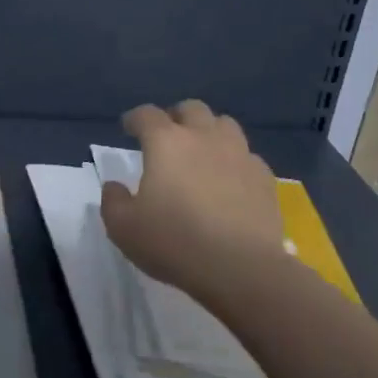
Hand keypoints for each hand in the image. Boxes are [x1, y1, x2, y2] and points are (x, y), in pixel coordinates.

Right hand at [99, 100, 286, 299]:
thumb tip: (114, 186)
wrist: (241, 268)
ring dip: (209, 131)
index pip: (146, 115)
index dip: (135, 118)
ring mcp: (239, 154)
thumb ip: (113, 202)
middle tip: (168, 135)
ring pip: (225, 124)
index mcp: (166, 143)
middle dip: (176, 116)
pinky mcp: (264, 177)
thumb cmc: (175, 243)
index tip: (129, 128)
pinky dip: (235, 161)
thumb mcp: (124, 229)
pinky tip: (230, 180)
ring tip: (202, 151)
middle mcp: (204, 137)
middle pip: (191, 109)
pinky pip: (247, 156)